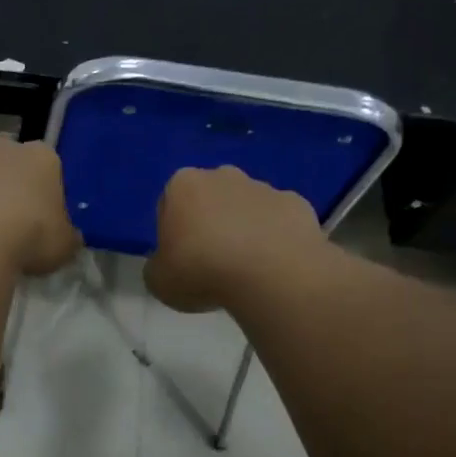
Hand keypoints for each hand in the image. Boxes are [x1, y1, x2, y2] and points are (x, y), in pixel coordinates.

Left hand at [0, 138, 81, 276]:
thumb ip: (66, 236)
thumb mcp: (64, 246)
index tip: (43, 221)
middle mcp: (3, 148)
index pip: (50, 168)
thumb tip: (66, 237)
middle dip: (10, 186)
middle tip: (11, 224)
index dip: (47, 194)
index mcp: (42, 157)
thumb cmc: (28, 238)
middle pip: (10, 164)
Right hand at [145, 165, 328, 311]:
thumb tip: (167, 265)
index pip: (170, 203)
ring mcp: (264, 187)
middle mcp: (223, 175)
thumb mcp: (159, 281)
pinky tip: (274, 265)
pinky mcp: (297, 203)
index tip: (180, 259)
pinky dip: (276, 237)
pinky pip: (279, 220)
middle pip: (210, 198)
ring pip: (246, 206)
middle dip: (210, 222)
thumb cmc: (203, 272)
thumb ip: (158, 267)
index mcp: (183, 184)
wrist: (272, 275)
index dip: (173, 232)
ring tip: (246, 268)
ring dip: (244, 228)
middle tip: (211, 262)